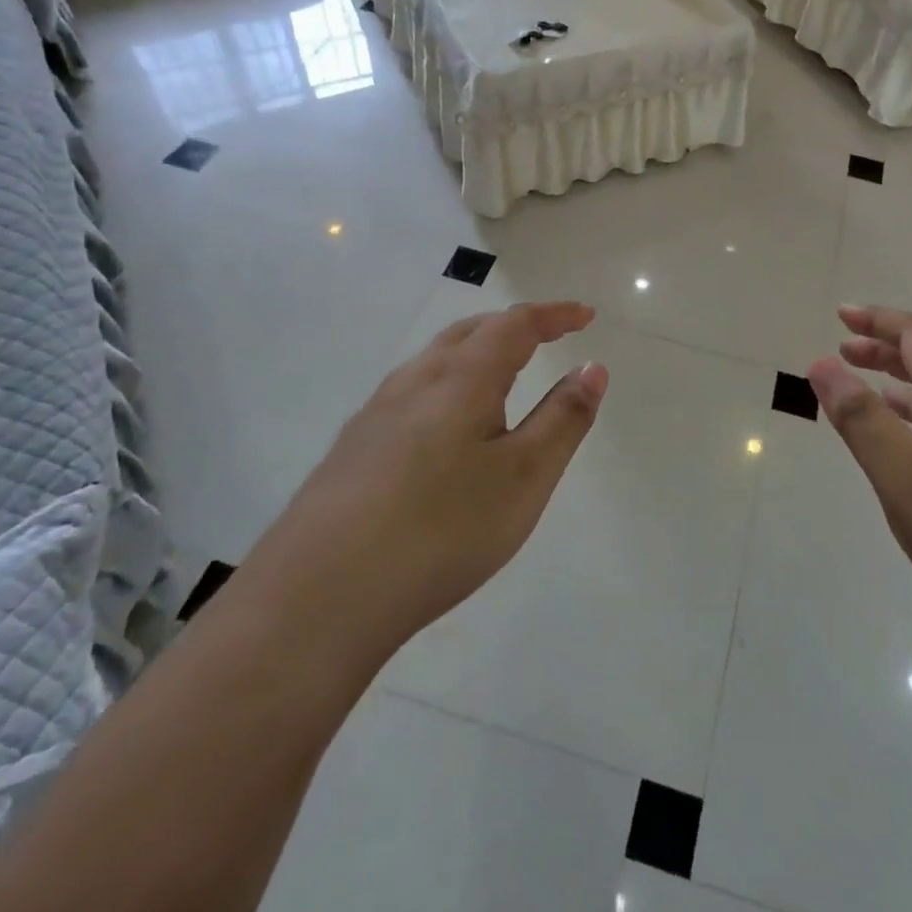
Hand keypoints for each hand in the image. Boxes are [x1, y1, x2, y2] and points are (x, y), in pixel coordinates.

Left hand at [258, 302, 608, 658]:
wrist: (319, 596)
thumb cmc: (442, 529)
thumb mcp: (524, 477)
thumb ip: (563, 419)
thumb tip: (592, 367)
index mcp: (463, 378)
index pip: (515, 325)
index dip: (554, 315)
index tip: (585, 315)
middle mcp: (415, 381)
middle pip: (469, 332)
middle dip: (513, 326)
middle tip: (546, 337)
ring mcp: (376, 413)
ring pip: (434, 361)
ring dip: (475, 352)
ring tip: (500, 374)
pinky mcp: (352, 448)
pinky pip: (411, 392)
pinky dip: (446, 384)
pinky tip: (442, 427)